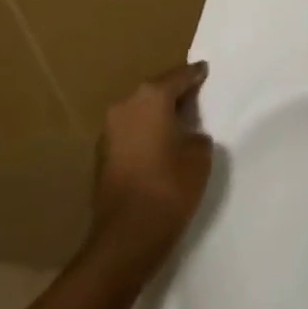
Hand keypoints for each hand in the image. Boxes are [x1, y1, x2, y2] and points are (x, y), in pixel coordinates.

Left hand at [89, 62, 212, 270]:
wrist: (126, 238)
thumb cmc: (169, 187)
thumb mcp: (200, 154)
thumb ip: (196, 133)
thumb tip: (186, 133)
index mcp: (152, 96)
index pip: (180, 76)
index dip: (196, 74)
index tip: (205, 70)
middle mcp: (126, 104)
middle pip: (156, 91)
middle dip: (174, 94)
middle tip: (195, 99)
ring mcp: (109, 130)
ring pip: (141, 112)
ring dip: (157, 116)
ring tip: (178, 125)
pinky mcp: (102, 156)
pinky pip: (131, 133)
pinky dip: (145, 134)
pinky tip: (159, 147)